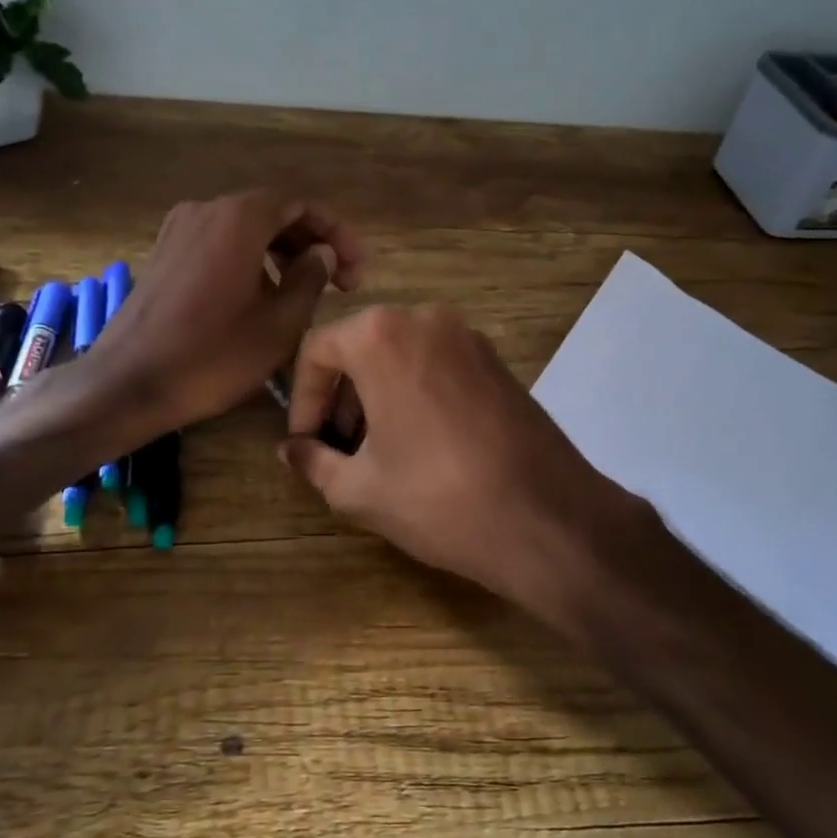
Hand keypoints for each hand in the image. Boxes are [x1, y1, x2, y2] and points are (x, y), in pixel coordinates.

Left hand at [93, 190, 362, 433]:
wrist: (129, 383)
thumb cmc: (213, 356)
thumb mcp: (280, 325)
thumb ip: (311, 280)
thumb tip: (323, 255)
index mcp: (239, 219)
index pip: (301, 204)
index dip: (338, 233)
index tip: (356, 270)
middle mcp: (207, 210)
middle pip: (273, 213)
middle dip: (311, 243)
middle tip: (340, 283)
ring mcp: (179, 230)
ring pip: (245, 230)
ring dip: (282, 254)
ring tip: (304, 294)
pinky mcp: (164, 254)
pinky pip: (219, 244)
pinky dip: (250, 261)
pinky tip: (260, 298)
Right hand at [280, 305, 640, 616]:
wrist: (547, 518)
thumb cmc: (438, 498)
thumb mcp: (358, 489)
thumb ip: (312, 461)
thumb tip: (290, 450)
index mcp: (382, 336)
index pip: (317, 352)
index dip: (301, 400)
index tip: (304, 443)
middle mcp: (426, 319)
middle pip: (360, 349)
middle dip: (340, 399)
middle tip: (337, 451)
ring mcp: (470, 337)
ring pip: (401, 357)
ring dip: (376, 397)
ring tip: (376, 454)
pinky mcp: (499, 362)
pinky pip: (437, 366)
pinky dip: (414, 394)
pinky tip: (420, 445)